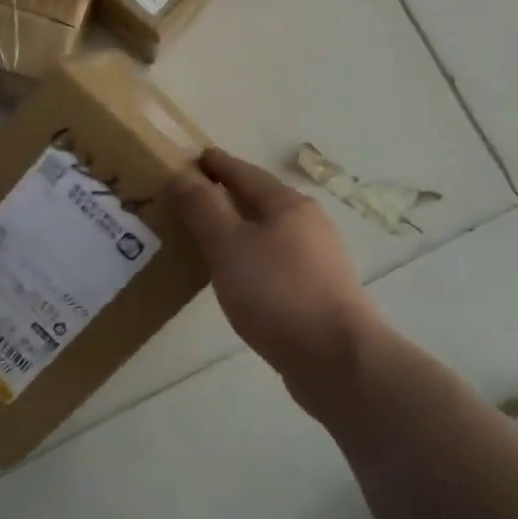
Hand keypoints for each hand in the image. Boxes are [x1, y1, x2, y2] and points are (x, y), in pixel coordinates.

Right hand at [168, 149, 377, 398]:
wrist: (336, 359)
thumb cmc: (276, 292)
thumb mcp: (228, 244)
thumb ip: (202, 207)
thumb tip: (182, 173)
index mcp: (287, 204)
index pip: (243, 172)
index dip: (215, 164)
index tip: (190, 159)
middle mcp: (308, 223)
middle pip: (260, 199)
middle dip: (227, 196)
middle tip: (190, 199)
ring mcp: (318, 258)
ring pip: (269, 231)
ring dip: (239, 228)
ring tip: (207, 237)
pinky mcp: (319, 291)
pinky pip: (276, 260)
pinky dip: (252, 256)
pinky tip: (238, 275)